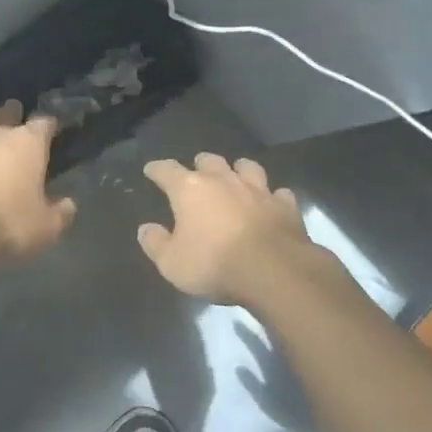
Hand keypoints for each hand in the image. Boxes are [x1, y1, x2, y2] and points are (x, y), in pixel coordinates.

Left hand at [0, 101, 76, 268]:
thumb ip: (59, 214)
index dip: (50, 125)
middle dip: (13, 114)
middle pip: (8, 114)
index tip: (53, 129)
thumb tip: (68, 204)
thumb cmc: (4, 222)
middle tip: (16, 116)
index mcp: (28, 144)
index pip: (44, 123)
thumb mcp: (43, 228)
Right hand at [138, 153, 320, 307]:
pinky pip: (278, 193)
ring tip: (236, 176)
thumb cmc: (215, 264)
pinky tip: (272, 202)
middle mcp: (223, 180)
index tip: (151, 170)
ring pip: (247, 167)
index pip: (167, 170)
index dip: (157, 169)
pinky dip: (273, 196)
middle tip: (197, 171)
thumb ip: (156, 244)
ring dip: (239, 170)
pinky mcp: (285, 205)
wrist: (274, 270)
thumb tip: (146, 229)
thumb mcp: (172, 263)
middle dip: (200, 164)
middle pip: (209, 161)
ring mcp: (257, 190)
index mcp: (190, 189)